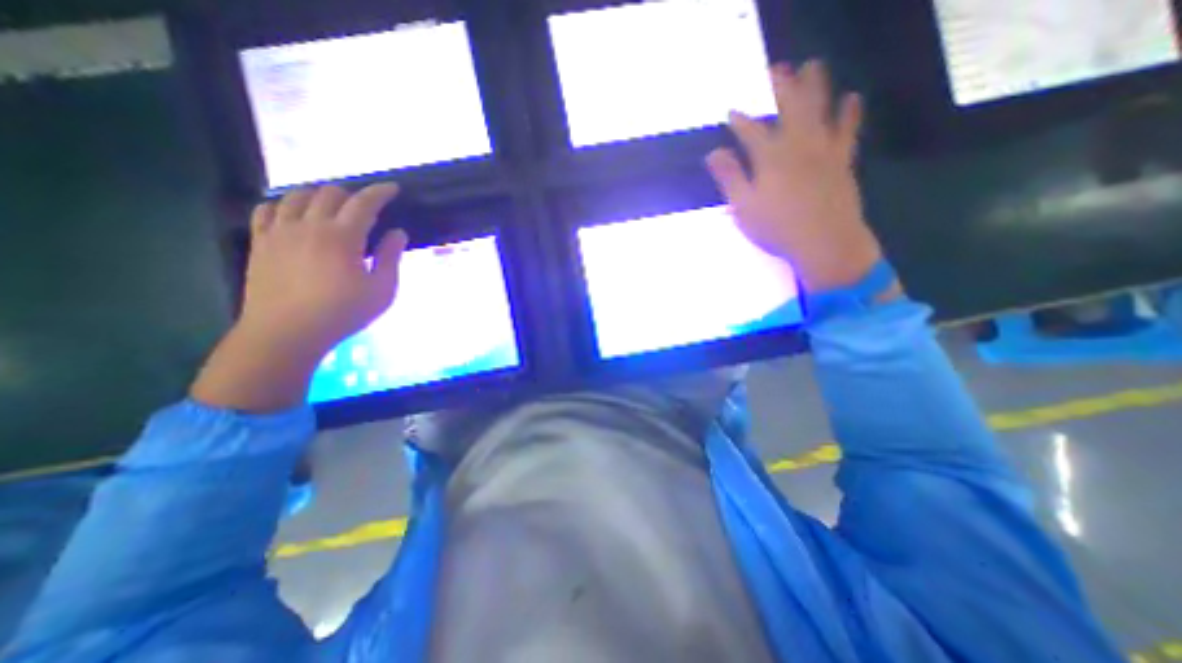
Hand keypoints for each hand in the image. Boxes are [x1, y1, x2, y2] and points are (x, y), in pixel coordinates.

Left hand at [195, 184, 410, 412]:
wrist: (286, 333)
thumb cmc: (343, 313)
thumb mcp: (381, 290)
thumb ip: (390, 258)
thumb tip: (398, 233)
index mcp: (342, 237)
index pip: (364, 203)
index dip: (380, 192)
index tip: (393, 188)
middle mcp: (309, 225)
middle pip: (329, 193)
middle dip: (352, 193)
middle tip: (366, 206)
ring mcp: (280, 231)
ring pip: (297, 196)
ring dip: (319, 195)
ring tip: (332, 206)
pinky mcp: (260, 242)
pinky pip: (267, 209)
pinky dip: (284, 204)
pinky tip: (294, 214)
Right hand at [706, 60, 881, 293]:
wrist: (825, 242)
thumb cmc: (777, 228)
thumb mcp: (743, 206)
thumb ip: (729, 177)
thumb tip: (713, 153)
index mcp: (770, 157)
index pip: (751, 130)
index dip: (740, 120)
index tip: (731, 111)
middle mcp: (798, 145)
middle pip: (790, 107)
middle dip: (781, 87)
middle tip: (777, 70)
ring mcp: (824, 150)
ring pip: (820, 109)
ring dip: (816, 86)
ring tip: (812, 68)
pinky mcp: (842, 160)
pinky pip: (847, 129)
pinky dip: (849, 112)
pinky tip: (851, 98)